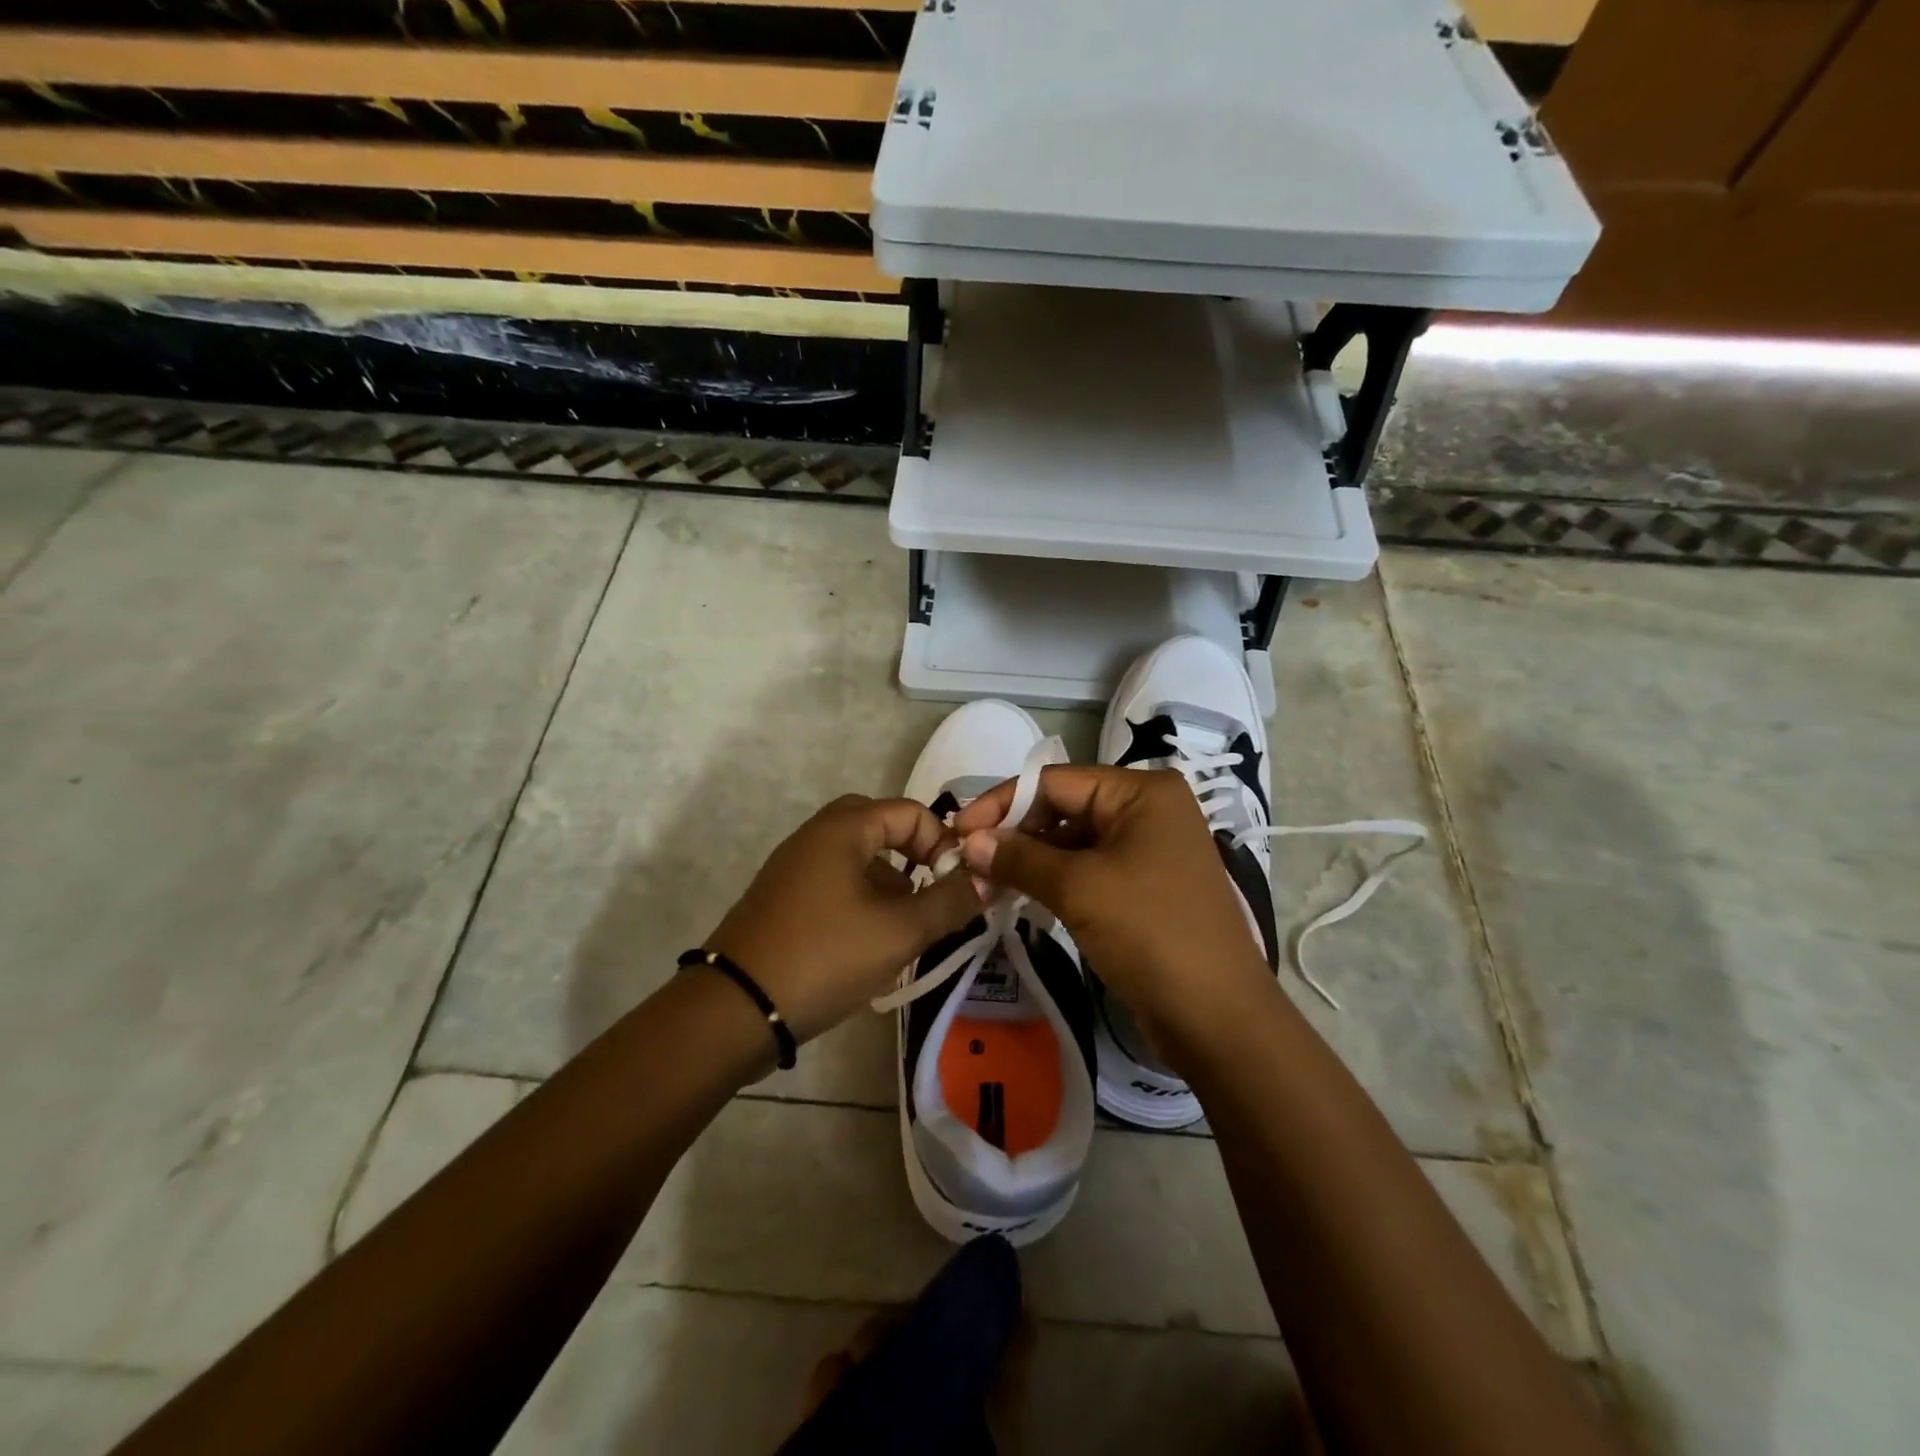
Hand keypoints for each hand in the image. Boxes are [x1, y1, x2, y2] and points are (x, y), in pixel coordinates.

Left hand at [704, 795, 983, 1041]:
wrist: (736, 1009)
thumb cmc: (825, 956)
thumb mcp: (899, 931)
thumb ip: (950, 902)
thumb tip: (989, 879)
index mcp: (843, 828)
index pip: (911, 812)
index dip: (943, 844)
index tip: (956, 886)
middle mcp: (816, 835)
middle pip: (882, 829)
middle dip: (915, 860)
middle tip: (931, 897)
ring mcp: (794, 867)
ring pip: (859, 859)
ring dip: (891, 884)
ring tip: (907, 930)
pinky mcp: (783, 899)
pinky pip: (836, 883)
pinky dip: (863, 901)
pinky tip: (871, 945)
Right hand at [951, 766, 1269, 1036]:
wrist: (1216, 1016)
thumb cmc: (1150, 933)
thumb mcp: (1079, 889)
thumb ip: (1019, 858)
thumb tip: (969, 841)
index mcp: (1141, 791)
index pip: (1054, 781)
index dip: (1001, 803)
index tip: (957, 831)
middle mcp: (1147, 809)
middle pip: (1062, 807)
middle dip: (1014, 834)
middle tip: (968, 863)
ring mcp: (1147, 848)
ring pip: (1072, 841)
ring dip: (1029, 860)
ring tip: (987, 883)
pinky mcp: (1143, 884)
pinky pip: (1087, 868)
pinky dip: (1053, 880)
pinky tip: (1021, 896)